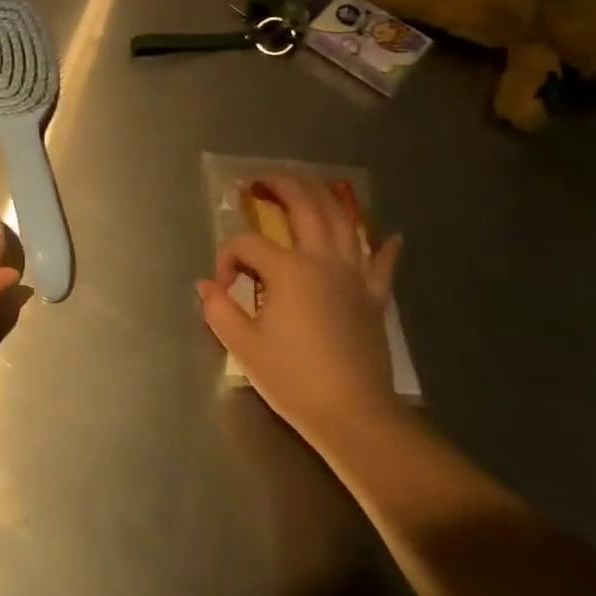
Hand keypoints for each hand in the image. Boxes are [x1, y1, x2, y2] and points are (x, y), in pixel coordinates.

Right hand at [196, 175, 405, 448]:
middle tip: (264, 179)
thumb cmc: (294, 379)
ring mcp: (354, 276)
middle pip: (304, 207)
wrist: (355, 415)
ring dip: (326, 198)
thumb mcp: (244, 347)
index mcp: (287, 270)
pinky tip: (390, 234)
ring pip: (343, 222)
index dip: (227, 258)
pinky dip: (384, 246)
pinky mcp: (374, 297)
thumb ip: (220, 310)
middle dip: (282, 187)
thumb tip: (206, 285)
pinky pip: (382, 263)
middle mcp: (322, 261)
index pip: (247, 245)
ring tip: (312, 185)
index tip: (222, 288)